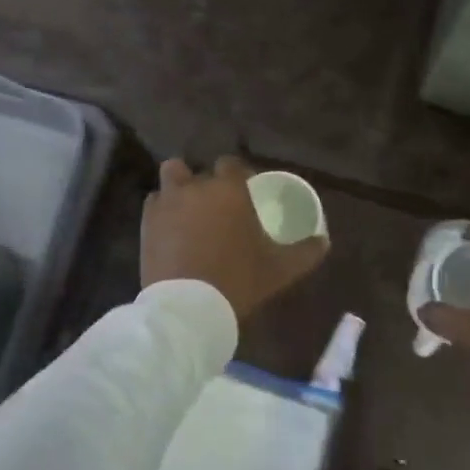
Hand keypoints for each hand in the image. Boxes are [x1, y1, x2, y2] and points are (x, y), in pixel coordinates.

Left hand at [141, 156, 327, 318]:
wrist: (189, 306)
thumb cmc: (238, 280)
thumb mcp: (280, 269)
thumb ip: (305, 252)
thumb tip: (323, 241)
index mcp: (228, 190)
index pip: (231, 163)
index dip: (238, 174)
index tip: (245, 191)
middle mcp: (195, 187)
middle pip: (197, 171)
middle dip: (206, 183)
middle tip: (216, 206)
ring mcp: (166, 202)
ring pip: (171, 178)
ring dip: (179, 188)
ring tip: (188, 210)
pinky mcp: (146, 221)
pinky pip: (154, 203)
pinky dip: (163, 210)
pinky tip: (171, 228)